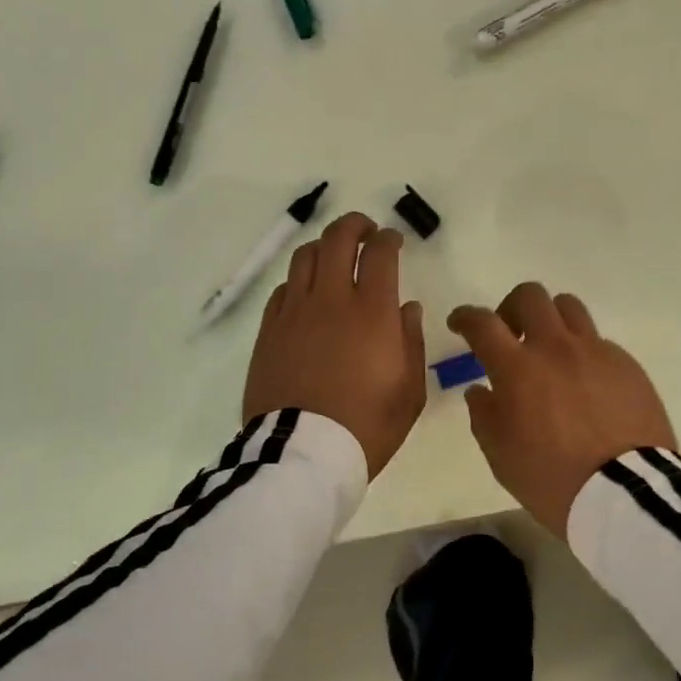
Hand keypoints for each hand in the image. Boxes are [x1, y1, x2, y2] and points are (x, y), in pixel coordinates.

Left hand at [243, 212, 426, 477]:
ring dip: (324, 246)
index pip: (379, 253)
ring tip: (335, 257)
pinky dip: (300, 281)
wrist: (302, 455)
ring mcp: (294, 313)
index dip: (388, 238)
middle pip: (337, 239)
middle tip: (365, 232)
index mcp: (372, 312)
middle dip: (354, 225)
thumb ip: (412, 341)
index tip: (393, 240)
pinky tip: (307, 294)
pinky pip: (283, 289)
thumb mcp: (409, 390)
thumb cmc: (367, 425)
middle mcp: (331, 300)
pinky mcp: (269, 331)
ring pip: (305, 256)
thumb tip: (407, 308)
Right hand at [447, 284, 675, 538]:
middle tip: (510, 334)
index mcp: (517, 368)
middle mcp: (555, 347)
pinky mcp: (626, 364)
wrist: (626, 493)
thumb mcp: (501, 456)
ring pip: (568, 306)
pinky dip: (582, 352)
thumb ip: (484, 415)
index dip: (465, 316)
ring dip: (550, 320)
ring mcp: (595, 351)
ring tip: (549, 349)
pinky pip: (598, 341)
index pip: (483, 323)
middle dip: (511, 308)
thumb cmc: (552, 479)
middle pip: (530, 296)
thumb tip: (480, 390)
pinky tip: (585, 383)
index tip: (459, 323)